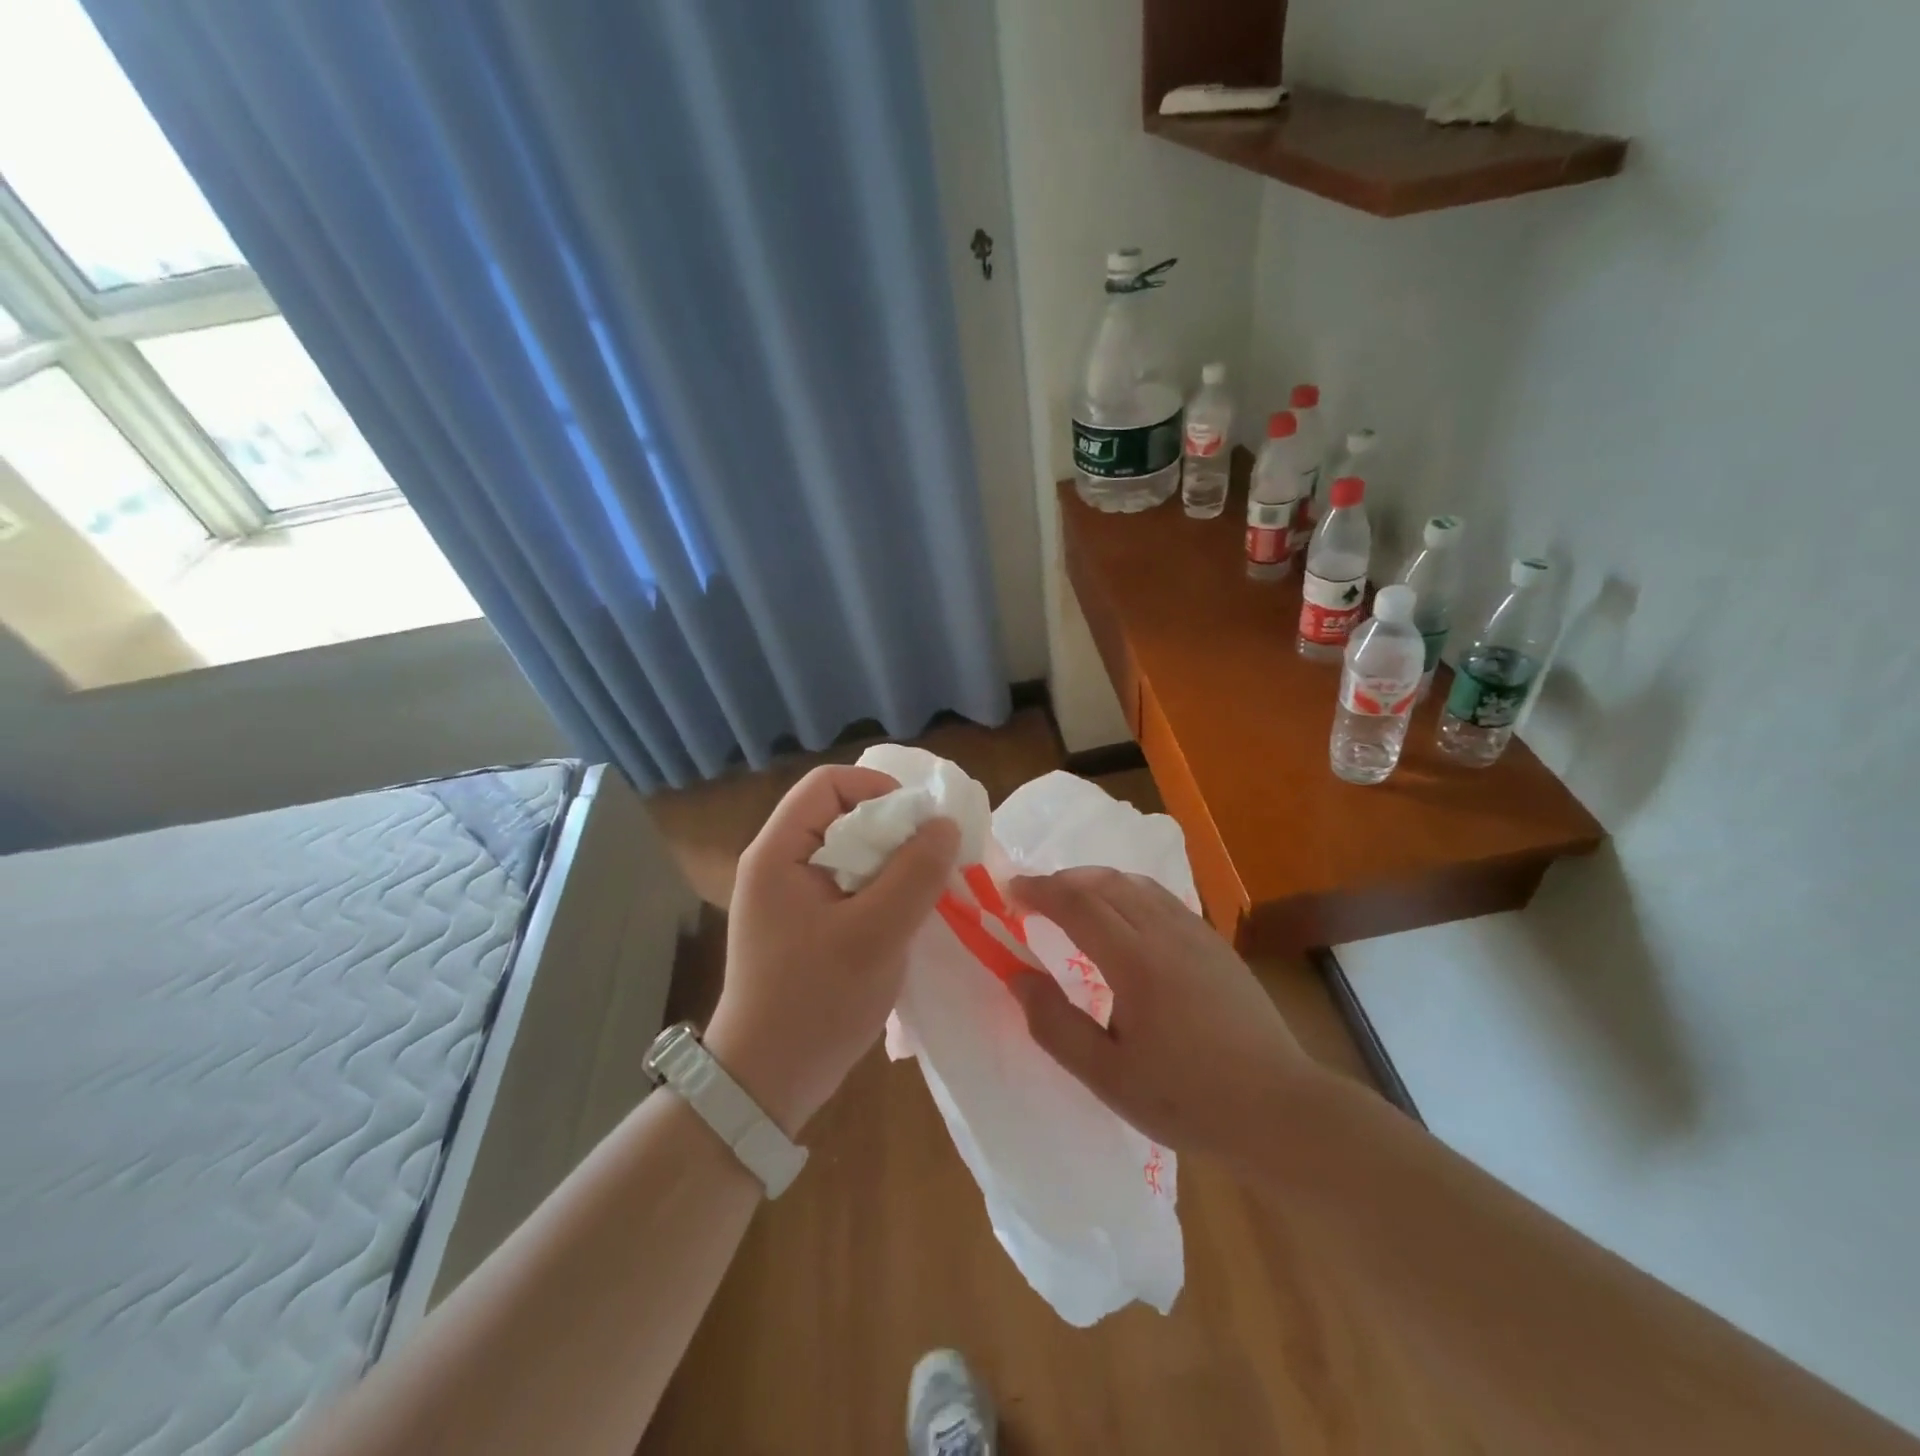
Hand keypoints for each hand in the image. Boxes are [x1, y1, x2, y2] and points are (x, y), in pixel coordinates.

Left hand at [706, 765, 958, 1135]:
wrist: (767, 1082)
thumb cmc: (816, 1001)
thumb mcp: (875, 934)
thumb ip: (915, 874)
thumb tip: (945, 824)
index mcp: (778, 852)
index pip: (828, 783)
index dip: (879, 789)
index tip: (921, 823)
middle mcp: (778, 863)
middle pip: (841, 814)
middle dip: (893, 829)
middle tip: (934, 858)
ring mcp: (789, 896)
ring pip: (850, 852)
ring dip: (892, 862)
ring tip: (928, 888)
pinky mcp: (804, 924)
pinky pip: (848, 884)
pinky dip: (881, 889)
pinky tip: (907, 915)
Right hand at [1006, 868, 1314, 1167]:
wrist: (1280, 1110)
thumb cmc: (1188, 1099)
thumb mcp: (1108, 1077)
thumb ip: (1055, 1025)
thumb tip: (1018, 978)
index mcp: (1136, 961)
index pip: (1077, 904)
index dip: (1039, 890)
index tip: (1010, 890)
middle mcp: (1165, 932)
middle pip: (1105, 882)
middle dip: (1062, 880)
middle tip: (1033, 894)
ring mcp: (1196, 934)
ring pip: (1136, 883)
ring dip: (1095, 880)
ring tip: (1071, 898)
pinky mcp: (1215, 944)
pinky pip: (1161, 898)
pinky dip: (1127, 891)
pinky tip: (1123, 917)